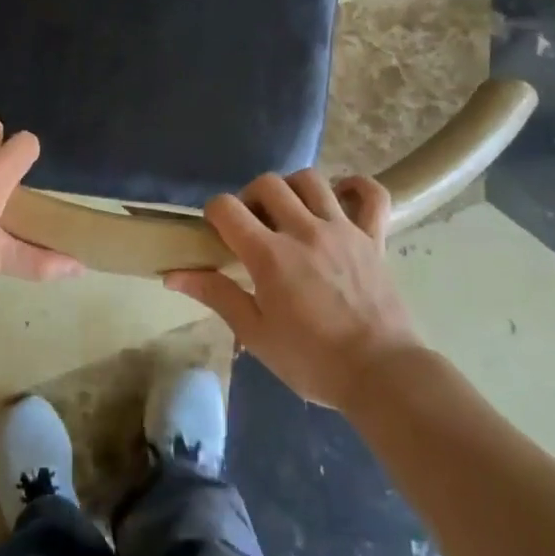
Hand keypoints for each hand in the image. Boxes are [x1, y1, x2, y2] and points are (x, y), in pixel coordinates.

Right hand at [165, 170, 423, 410]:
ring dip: (292, 188)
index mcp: (270, 255)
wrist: (382, 375)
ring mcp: (343, 229)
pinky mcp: (374, 237)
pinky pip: (372, 195)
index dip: (214, 213)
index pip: (227, 207)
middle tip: (252, 226)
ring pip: (311, 180)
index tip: (217, 233)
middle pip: (268, 183)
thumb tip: (173, 275)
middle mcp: (304, 230)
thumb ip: (216, 295)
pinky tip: (340, 197)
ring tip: (289, 213)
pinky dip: (356, 187)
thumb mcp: (256, 334)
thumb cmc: (312, 360)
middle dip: (250, 197)